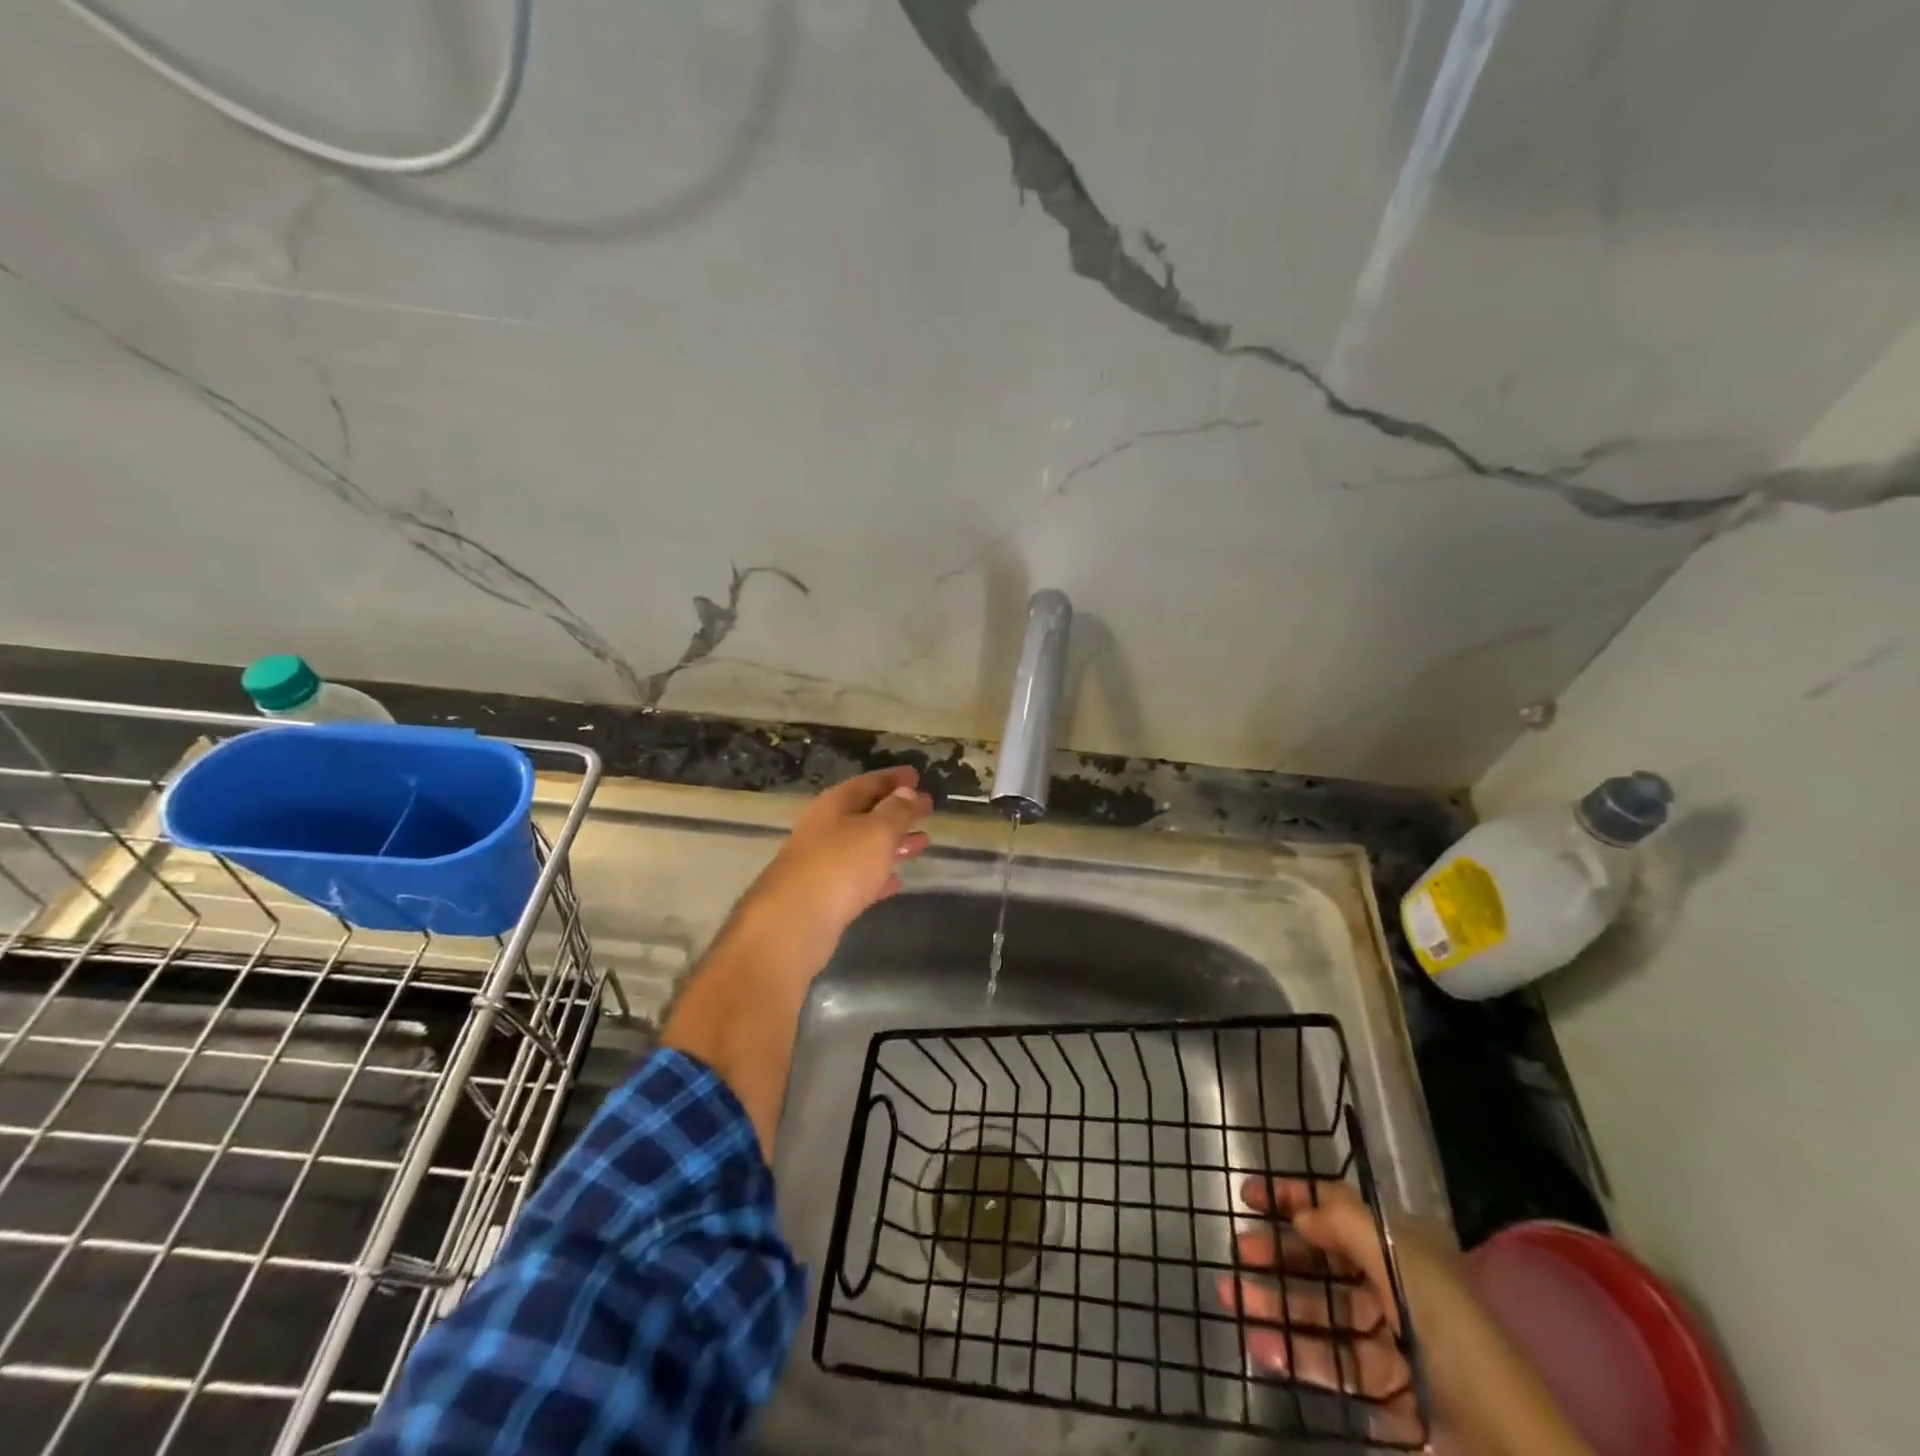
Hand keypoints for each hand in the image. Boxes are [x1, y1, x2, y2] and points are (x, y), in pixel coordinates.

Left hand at [735, 766, 932, 962]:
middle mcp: (825, 828)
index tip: (918, 776)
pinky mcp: (825, 895)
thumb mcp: (877, 831)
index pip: (869, 782)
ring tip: (922, 843)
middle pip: (866, 812)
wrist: (794, 923)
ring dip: (893, 842)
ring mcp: (823, 862)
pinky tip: (897, 880)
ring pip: (864, 845)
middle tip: (927, 810)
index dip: (895, 778)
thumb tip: (907, 792)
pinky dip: (879, 874)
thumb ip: (896, 810)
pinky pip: (858, 877)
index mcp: (835, 804)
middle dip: (897, 811)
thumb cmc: (840, 865)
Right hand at [1217, 1177, 1433, 1443]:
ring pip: (1322, 1314)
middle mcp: (1396, 1287)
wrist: (1510, 1443)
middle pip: (1326, 1262)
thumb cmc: (1451, 1331)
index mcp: (1402, 1249)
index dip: (1294, 1198)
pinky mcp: (1391, 1393)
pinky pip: (1334, 1366)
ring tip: (1232, 1298)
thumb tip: (1301, 1213)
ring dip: (1276, 1304)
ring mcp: (1393, 1342)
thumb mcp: (1399, 1258)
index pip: (1339, 1211)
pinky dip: (1296, 1354)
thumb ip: (1344, 1224)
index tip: (1249, 1195)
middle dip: (1279, 1253)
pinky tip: (1261, 1347)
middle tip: (1239, 1250)